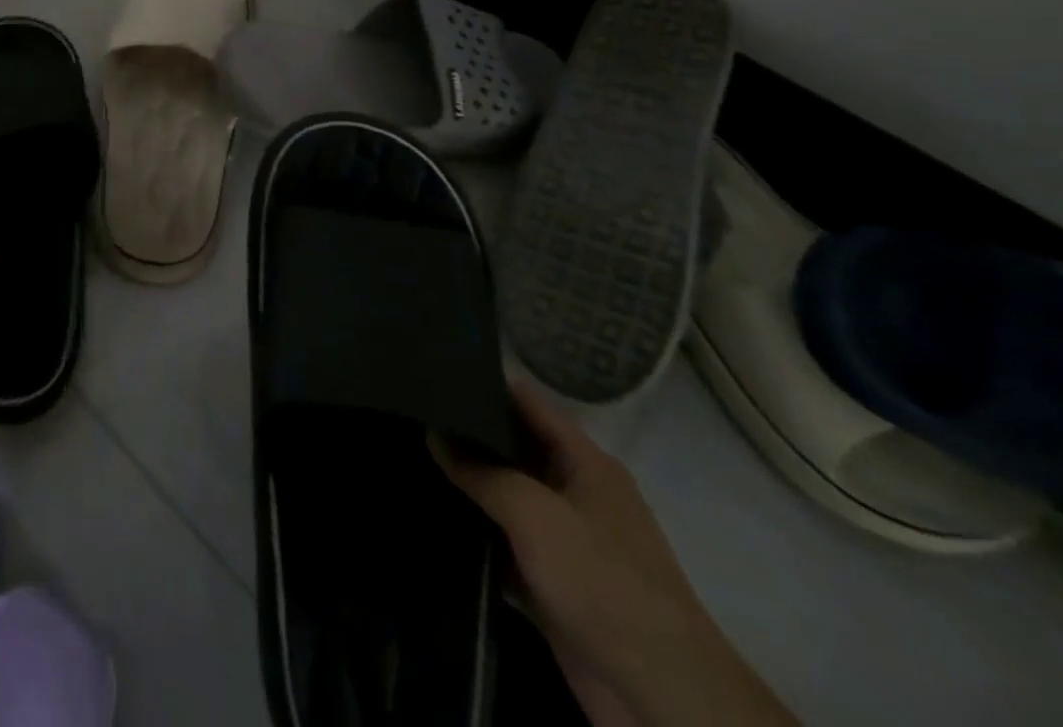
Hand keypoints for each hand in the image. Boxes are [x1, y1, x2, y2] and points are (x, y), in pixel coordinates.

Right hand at [433, 379, 796, 726]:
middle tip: (409, 410)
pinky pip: (501, 543)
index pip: (526, 402)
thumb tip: (435, 434)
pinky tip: (427, 514)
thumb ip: (480, 471)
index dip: (483, 382)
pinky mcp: (549, 582)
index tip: (432, 368)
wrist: (658, 695)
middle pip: (511, 447)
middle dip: (465, 432)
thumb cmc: (601, 580)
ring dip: (464, 484)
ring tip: (405, 453)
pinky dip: (472, 531)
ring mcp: (562, 539)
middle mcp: (573, 491)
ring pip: (502, 496)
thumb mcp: (534, 513)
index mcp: (584, 462)